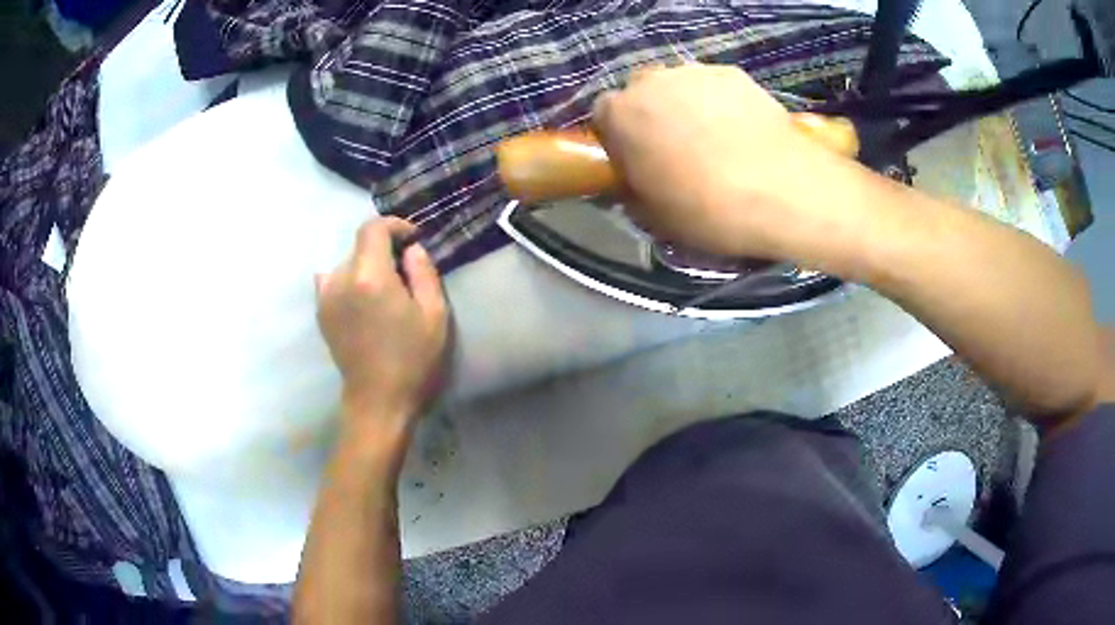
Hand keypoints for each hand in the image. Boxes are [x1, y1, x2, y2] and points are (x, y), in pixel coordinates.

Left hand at [316, 218, 448, 427]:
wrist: (378, 400)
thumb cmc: (413, 359)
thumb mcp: (434, 314)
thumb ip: (423, 271)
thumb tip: (411, 248)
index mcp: (369, 276)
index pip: (373, 228)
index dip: (394, 225)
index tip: (412, 239)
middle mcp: (340, 279)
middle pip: (360, 245)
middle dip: (384, 249)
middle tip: (405, 271)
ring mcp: (325, 296)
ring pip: (347, 262)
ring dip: (367, 265)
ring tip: (385, 289)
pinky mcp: (321, 312)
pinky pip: (332, 280)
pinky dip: (349, 280)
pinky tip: (363, 301)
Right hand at [591, 63, 870, 263]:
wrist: (781, 192)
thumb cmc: (706, 209)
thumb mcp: (653, 216)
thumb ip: (632, 189)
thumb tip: (635, 180)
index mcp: (621, 115)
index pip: (604, 114)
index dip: (620, 137)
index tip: (638, 159)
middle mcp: (652, 81)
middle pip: (642, 93)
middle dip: (653, 115)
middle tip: (677, 149)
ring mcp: (696, 73)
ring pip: (680, 87)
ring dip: (687, 107)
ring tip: (717, 141)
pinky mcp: (735, 74)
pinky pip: (716, 87)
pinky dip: (722, 104)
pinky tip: (743, 133)